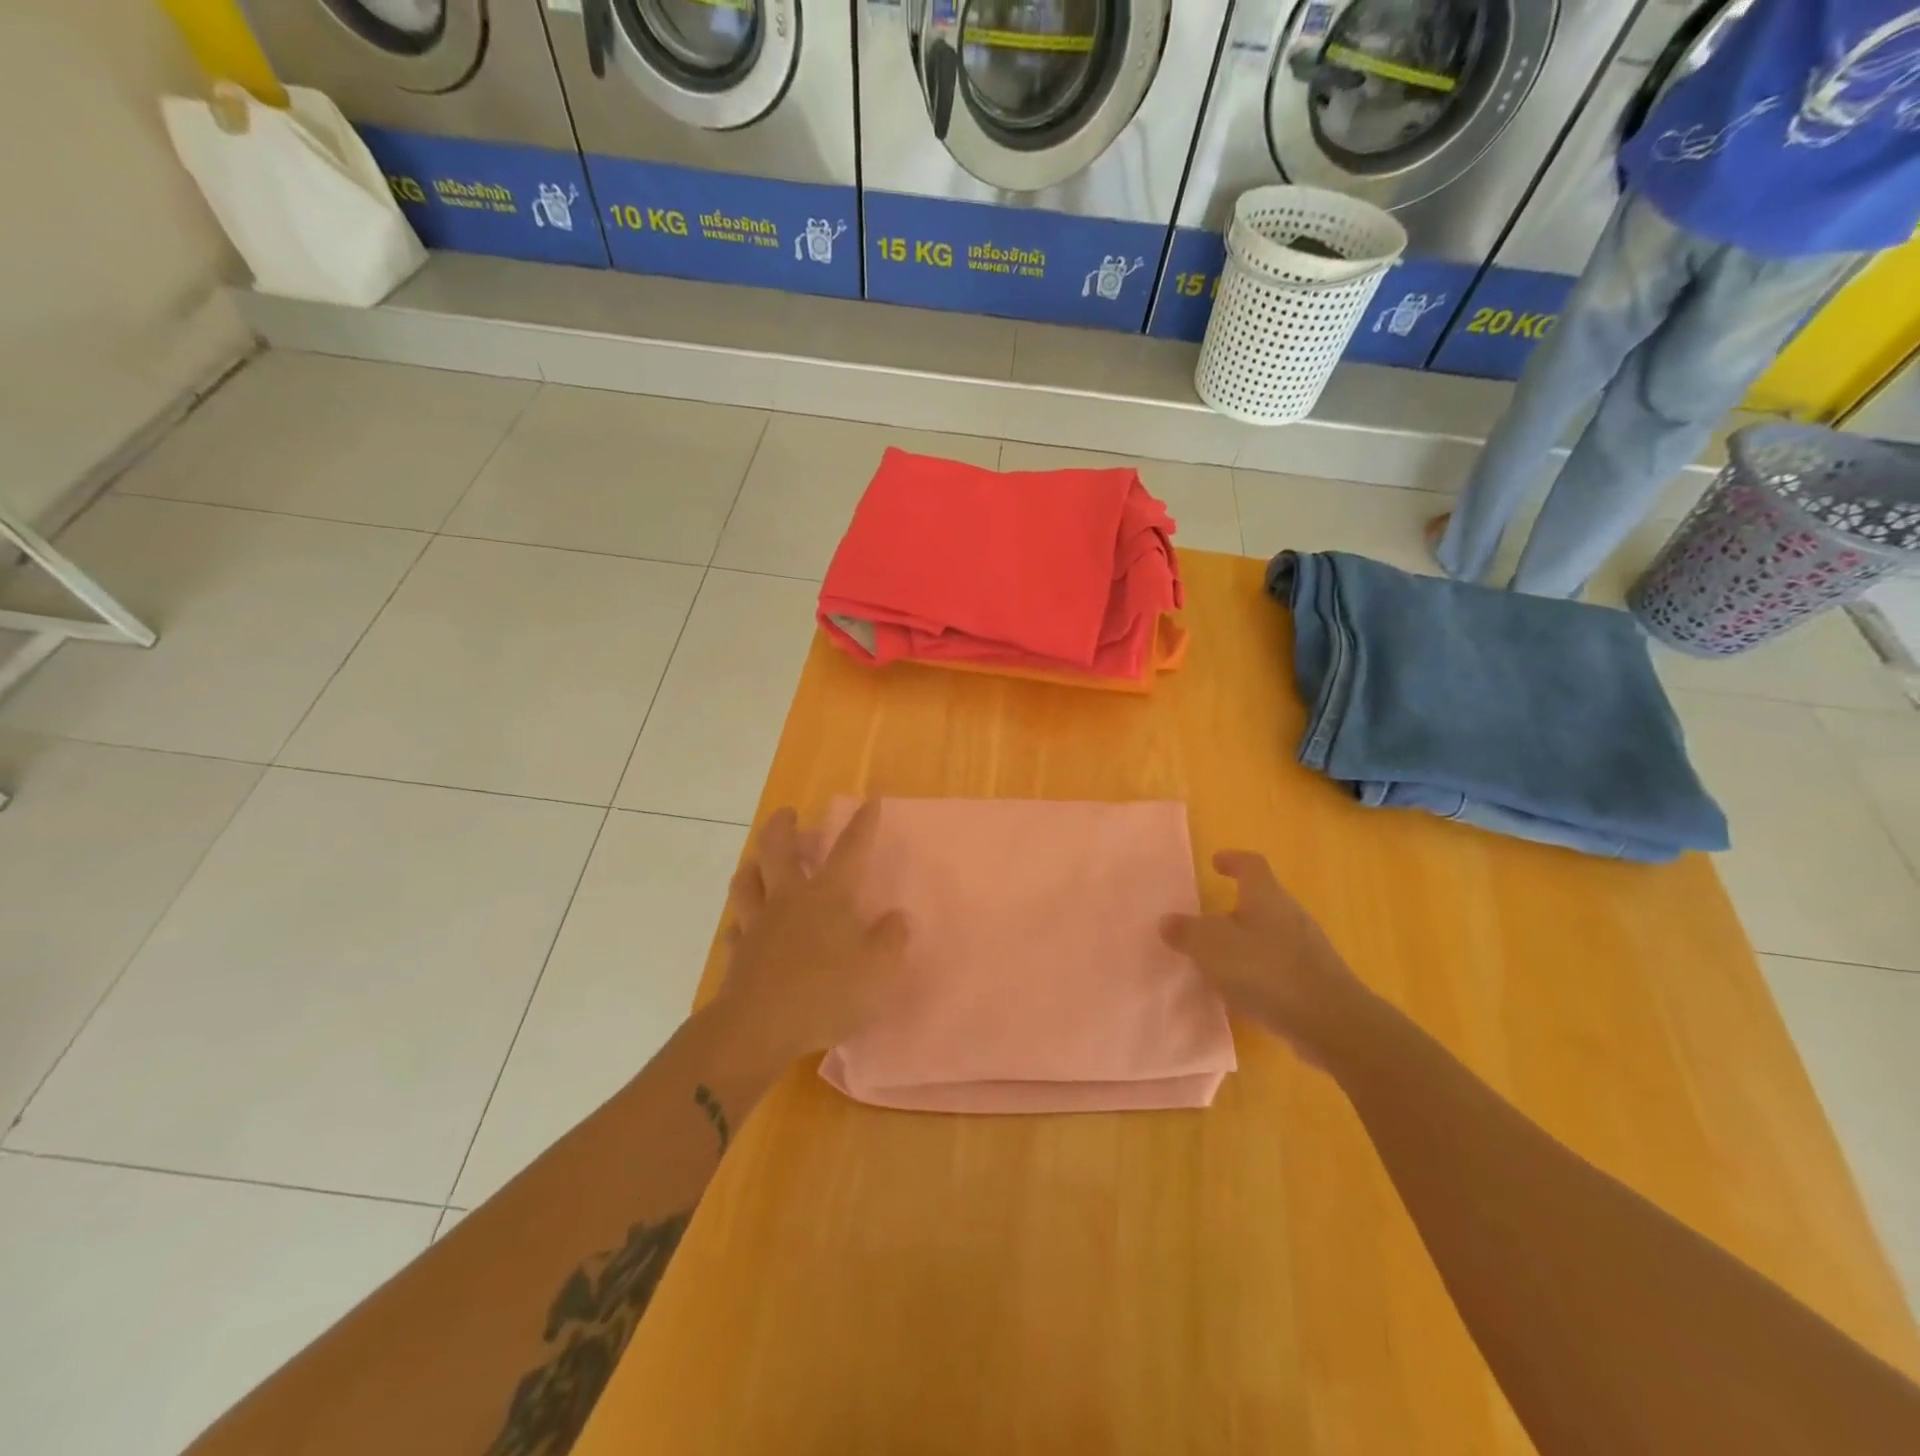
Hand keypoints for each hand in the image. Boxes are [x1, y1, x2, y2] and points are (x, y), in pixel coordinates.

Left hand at [707, 803, 908, 1069]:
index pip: (850, 850)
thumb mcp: (878, 969)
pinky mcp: (738, 952)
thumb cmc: (826, 993)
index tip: (870, 800)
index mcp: (828, 896)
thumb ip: (891, 940)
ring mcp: (758, 924)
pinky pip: (736, 927)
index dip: (862, 824)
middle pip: (779, 850)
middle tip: (787, 814)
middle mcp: (789, 899)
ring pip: (747, 881)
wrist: (758, 1028)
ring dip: (752, 865)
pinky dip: (740, 921)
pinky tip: (743, 927)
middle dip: (783, 826)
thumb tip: (897, 918)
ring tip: (756, 861)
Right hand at [1160, 851, 1369, 1066]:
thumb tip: (1168, 921)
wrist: (1331, 1023)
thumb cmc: (1266, 970)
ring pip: (1269, 935)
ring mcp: (1307, 949)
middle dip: (1233, 908)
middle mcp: (1289, 915)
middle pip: (1260, 900)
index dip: (1233, 860)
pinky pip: (1278, 966)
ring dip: (1244, 942)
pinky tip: (1241, 992)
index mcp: (1266, 896)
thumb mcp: (1211, 946)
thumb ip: (1186, 932)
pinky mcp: (1315, 981)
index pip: (1251, 865)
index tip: (1216, 862)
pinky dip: (1258, 971)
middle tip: (1206, 919)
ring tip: (1217, 960)